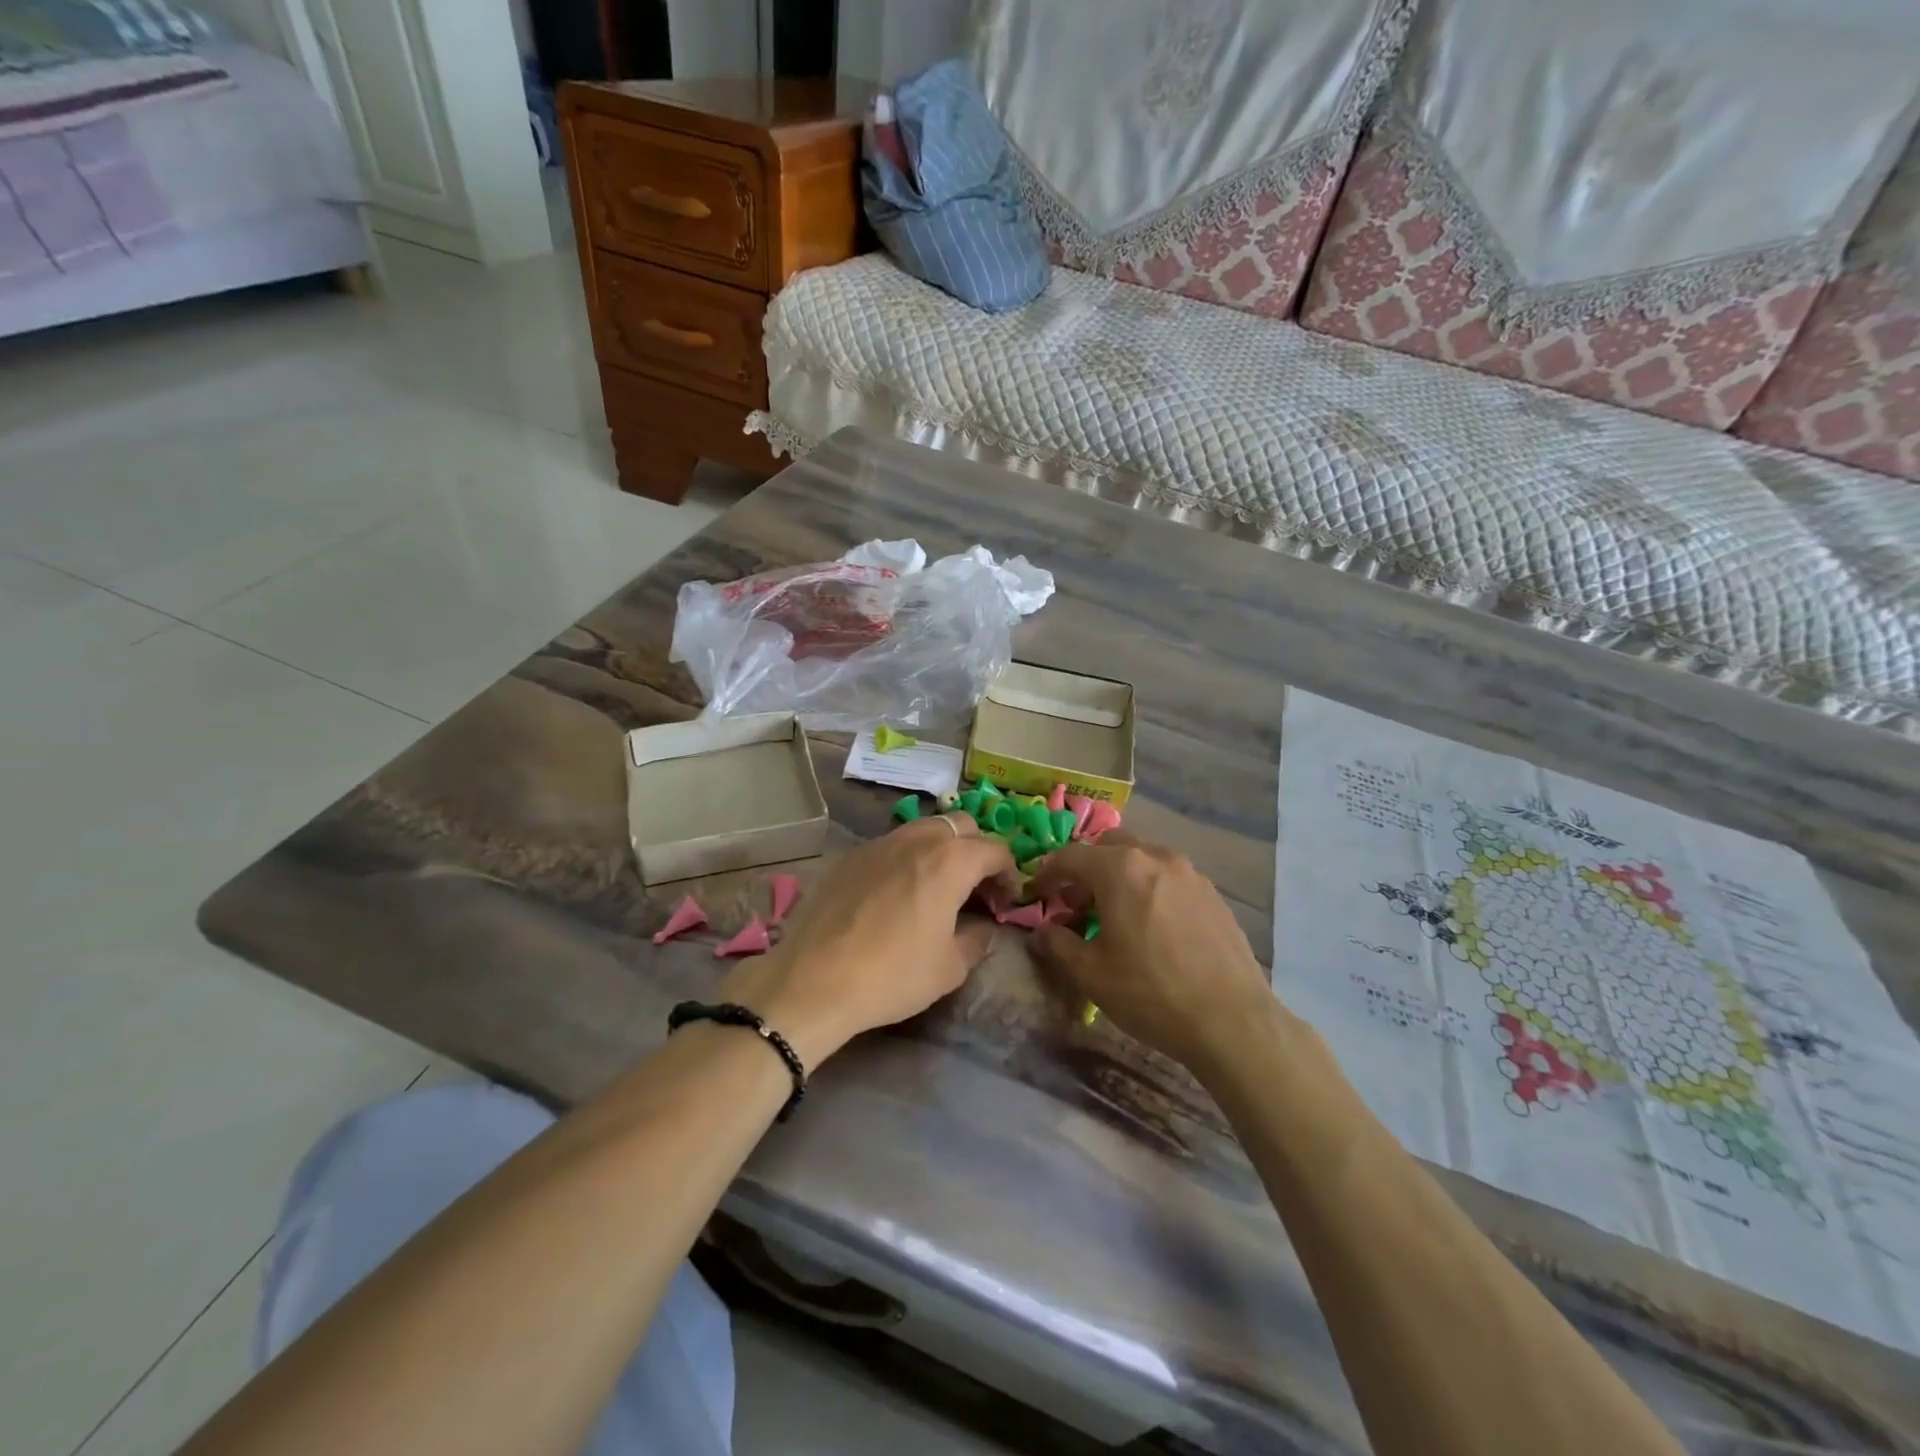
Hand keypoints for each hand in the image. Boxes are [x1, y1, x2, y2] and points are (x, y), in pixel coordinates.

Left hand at [719, 814, 1015, 1067]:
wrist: (813, 980)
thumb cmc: (893, 975)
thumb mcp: (949, 968)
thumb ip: (976, 940)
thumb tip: (983, 928)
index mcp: (950, 861)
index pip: (995, 849)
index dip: (1009, 874)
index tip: (1005, 901)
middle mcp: (917, 839)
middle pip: (961, 826)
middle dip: (977, 850)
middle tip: (976, 888)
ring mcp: (879, 842)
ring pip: (923, 828)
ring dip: (941, 849)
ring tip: (937, 887)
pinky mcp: (850, 856)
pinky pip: (891, 844)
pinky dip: (907, 858)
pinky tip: (897, 893)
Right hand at [1033, 832, 1277, 1075]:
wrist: (1232, 1020)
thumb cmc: (1151, 993)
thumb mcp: (1090, 974)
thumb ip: (1058, 943)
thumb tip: (1043, 931)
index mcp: (1120, 868)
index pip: (1071, 856)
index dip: (1048, 873)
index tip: (1039, 893)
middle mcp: (1155, 857)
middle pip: (1110, 846)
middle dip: (1087, 867)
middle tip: (1077, 902)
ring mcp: (1190, 873)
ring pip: (1143, 858)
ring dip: (1120, 875)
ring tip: (1116, 915)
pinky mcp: (1213, 894)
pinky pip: (1169, 878)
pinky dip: (1150, 888)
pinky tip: (1152, 926)